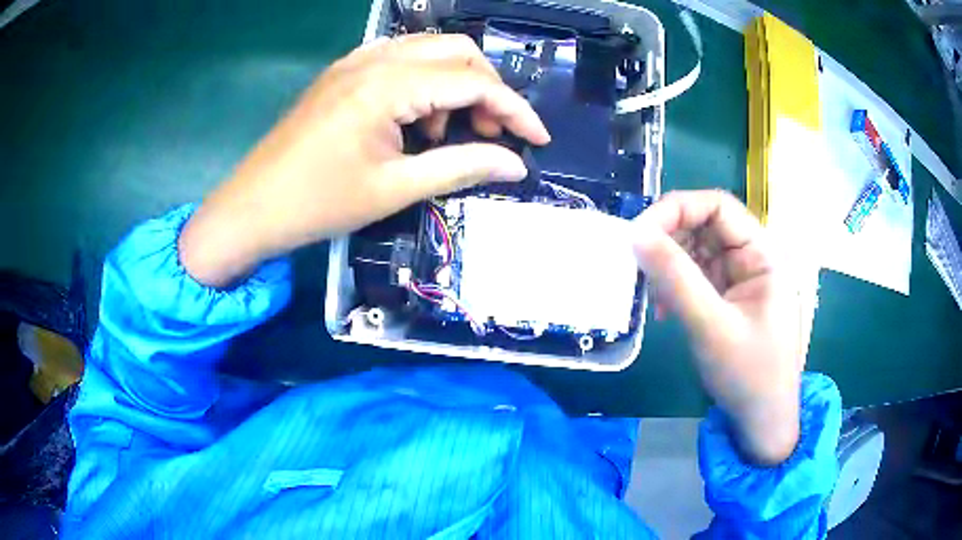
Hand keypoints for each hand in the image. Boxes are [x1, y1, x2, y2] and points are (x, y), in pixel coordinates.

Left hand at [179, 34, 549, 286]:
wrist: (253, 207)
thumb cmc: (319, 203)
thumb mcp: (396, 188)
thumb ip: (462, 167)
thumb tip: (515, 164)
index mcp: (388, 84)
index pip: (473, 81)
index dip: (514, 108)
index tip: (537, 138)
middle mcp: (375, 58)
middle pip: (457, 52)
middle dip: (486, 89)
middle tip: (489, 133)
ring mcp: (355, 61)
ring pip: (429, 51)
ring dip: (454, 84)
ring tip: (444, 132)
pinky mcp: (343, 72)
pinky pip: (399, 59)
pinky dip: (423, 82)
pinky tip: (415, 116)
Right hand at [632, 190, 803, 464]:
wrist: (762, 421)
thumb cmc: (749, 375)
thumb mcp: (711, 326)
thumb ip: (676, 278)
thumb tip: (635, 235)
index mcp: (763, 254)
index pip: (718, 207)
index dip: (677, 210)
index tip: (639, 234)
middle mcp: (752, 258)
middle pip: (705, 225)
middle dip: (669, 240)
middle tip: (638, 265)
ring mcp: (740, 278)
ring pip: (697, 251)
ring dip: (669, 266)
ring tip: (652, 295)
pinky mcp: (728, 298)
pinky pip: (696, 277)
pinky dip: (675, 286)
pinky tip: (664, 310)